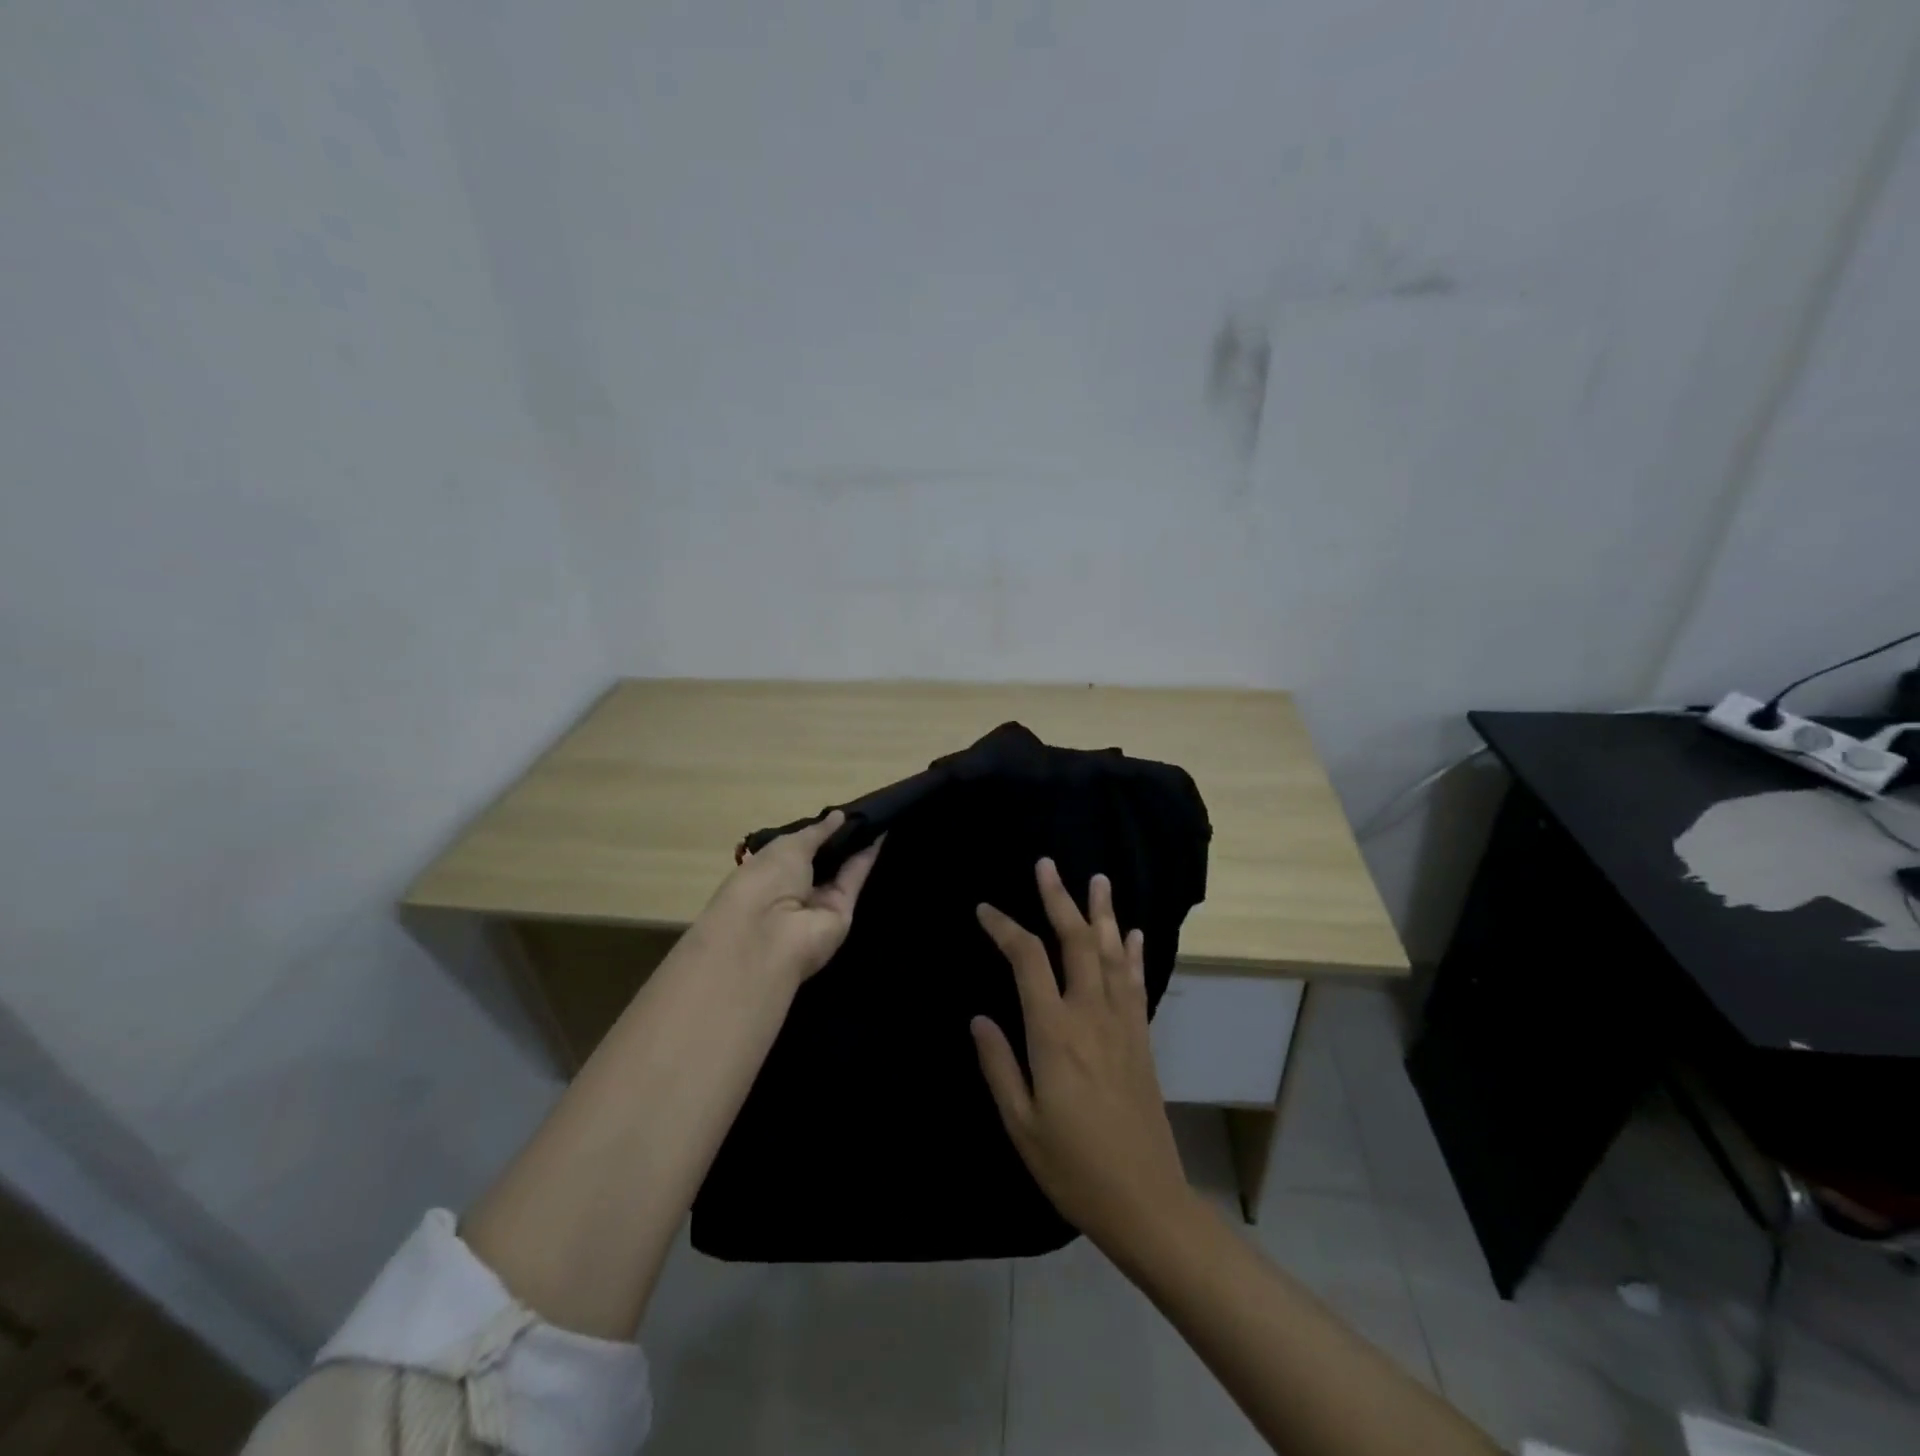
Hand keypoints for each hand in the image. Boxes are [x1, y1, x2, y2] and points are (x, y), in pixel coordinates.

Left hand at [694, 810, 881, 987]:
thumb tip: (839, 815)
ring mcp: (817, 904)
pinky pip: (853, 880)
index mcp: (767, 871)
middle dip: (838, 839)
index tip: (837, 814)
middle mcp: (792, 889)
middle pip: (820, 862)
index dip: (815, 832)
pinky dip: (866, 859)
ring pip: (840, 871)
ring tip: (877, 817)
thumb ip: (817, 832)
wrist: (772, 934)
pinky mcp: (842, 913)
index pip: (794, 850)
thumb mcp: (788, 847)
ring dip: (856, 846)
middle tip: (863, 812)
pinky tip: (881, 834)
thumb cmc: (766, 880)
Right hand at [972, 858, 1192, 1256]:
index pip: (1026, 960)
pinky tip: (1133, 933)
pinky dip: (1133, 953)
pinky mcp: (1142, 1038)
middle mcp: (1091, 1014)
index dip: (1005, 928)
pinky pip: (1137, 983)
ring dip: (1102, 913)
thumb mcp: (1020, 1124)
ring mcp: (1122, 1023)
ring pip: (1112, 953)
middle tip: (1047, 865)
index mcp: (1054, 1033)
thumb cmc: (1073, 1167)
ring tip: (1097, 879)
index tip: (985, 911)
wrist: (1145, 1201)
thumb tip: (980, 1017)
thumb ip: (998, 1065)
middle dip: (1059, 900)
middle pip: (1075, 941)